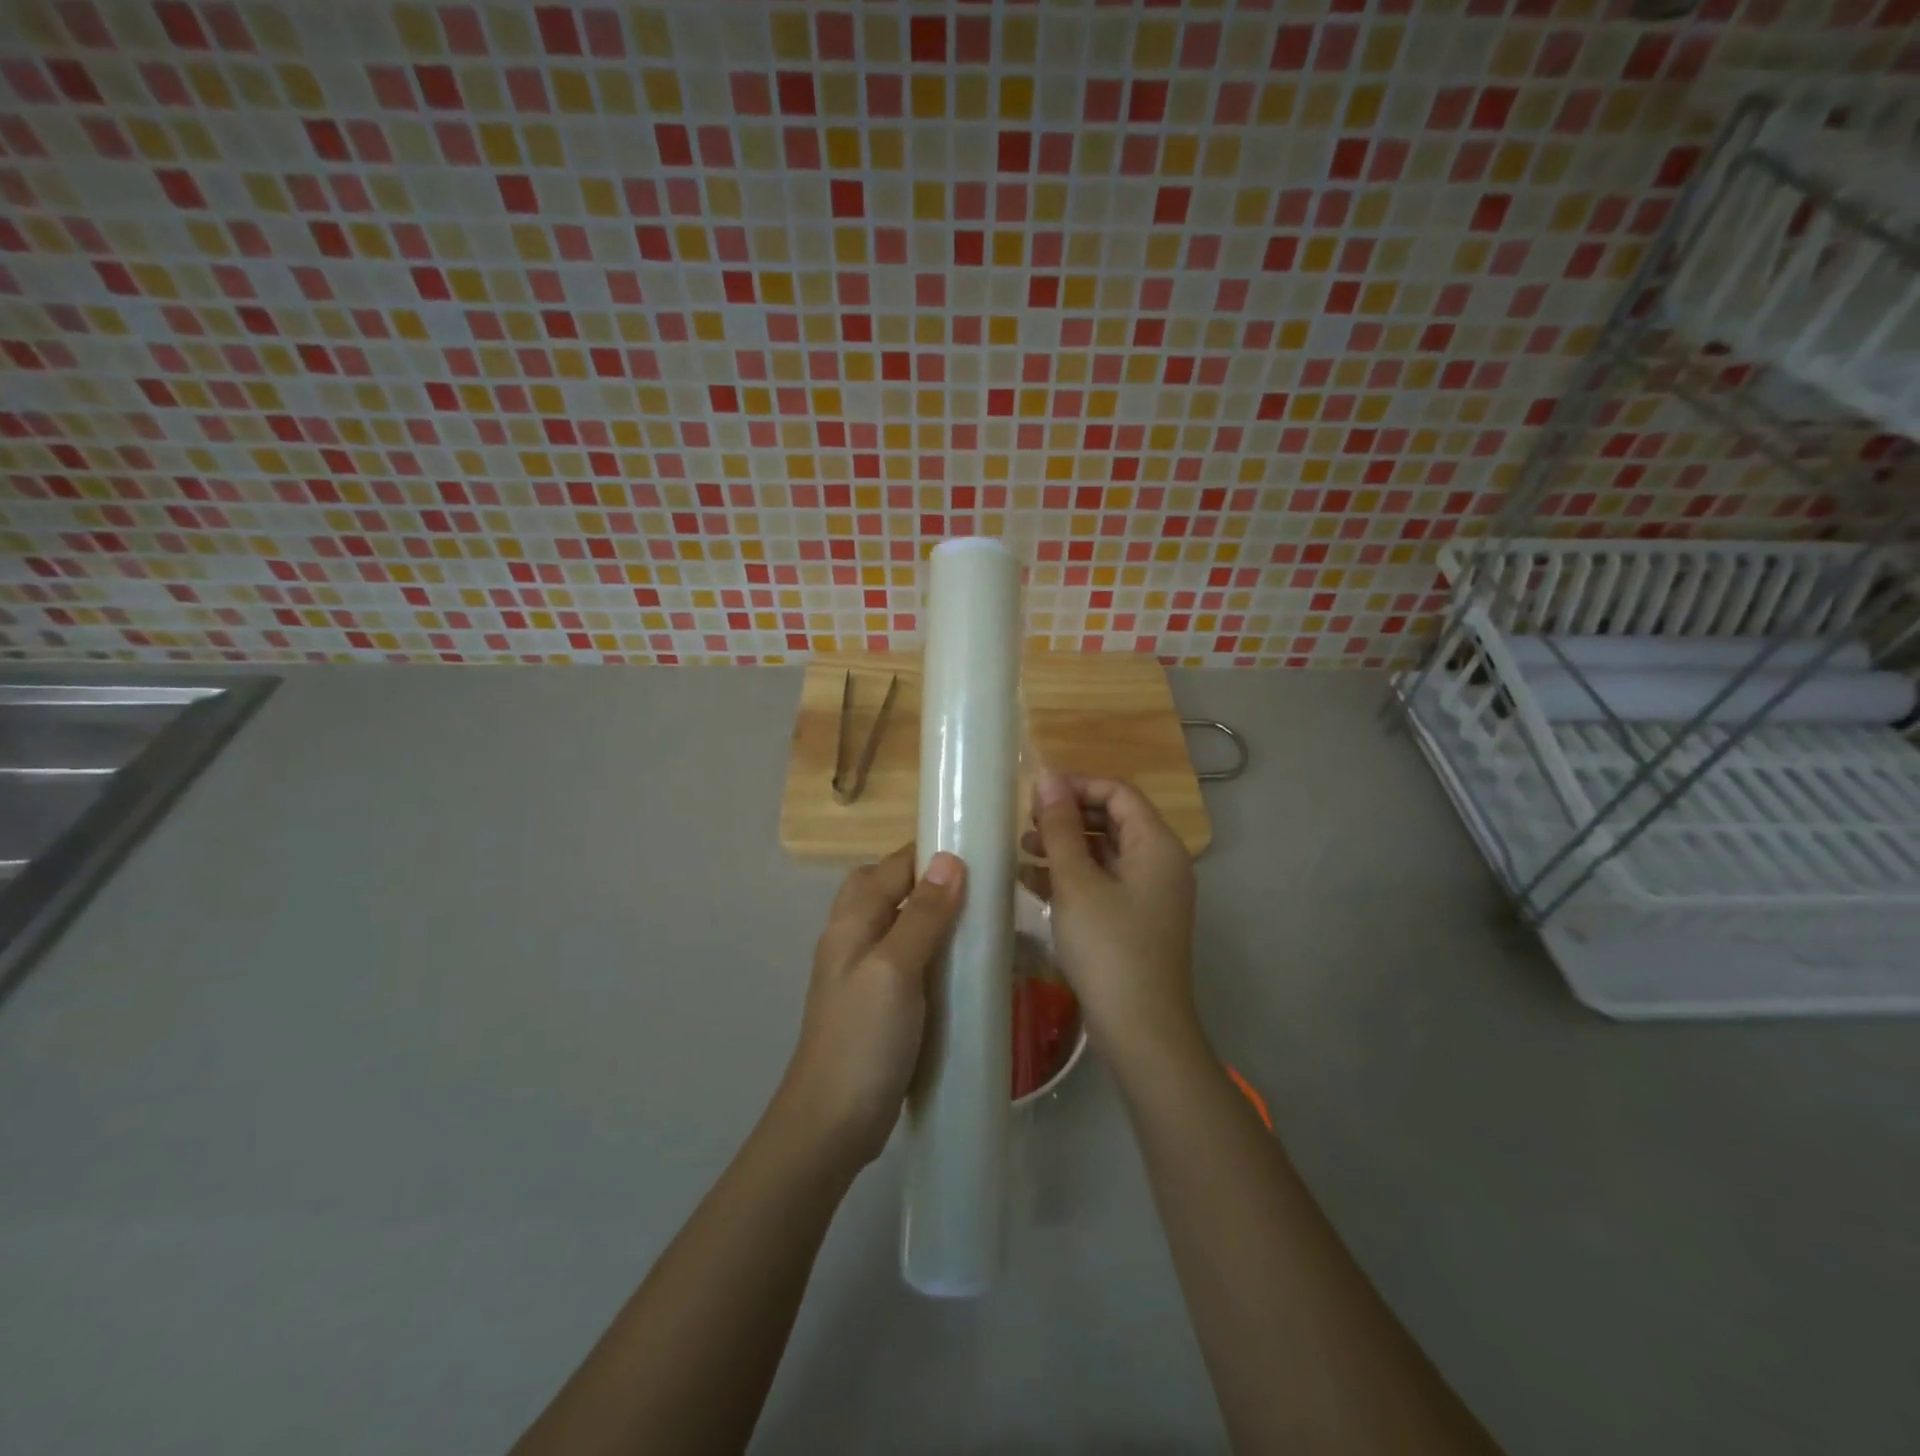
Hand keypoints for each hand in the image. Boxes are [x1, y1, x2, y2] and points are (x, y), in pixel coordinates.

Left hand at [777, 844, 965, 1168]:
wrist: (831, 1124)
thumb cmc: (863, 1039)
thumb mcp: (896, 969)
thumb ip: (922, 915)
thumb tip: (949, 860)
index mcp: (851, 923)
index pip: (890, 867)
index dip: (927, 853)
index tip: (976, 850)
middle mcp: (851, 940)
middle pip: (884, 889)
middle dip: (924, 879)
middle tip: (973, 887)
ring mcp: (860, 975)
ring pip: (894, 925)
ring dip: (928, 915)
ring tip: (974, 922)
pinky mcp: (875, 1005)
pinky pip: (903, 961)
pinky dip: (928, 952)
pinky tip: (957, 968)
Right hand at [1024, 774, 1199, 1069]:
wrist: (1141, 1030)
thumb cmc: (1109, 947)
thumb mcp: (1077, 882)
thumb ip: (1061, 827)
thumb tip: (1048, 778)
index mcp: (1156, 845)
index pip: (1118, 792)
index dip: (1077, 786)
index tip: (1035, 798)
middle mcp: (1160, 862)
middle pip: (1112, 820)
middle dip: (1067, 818)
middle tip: (1026, 826)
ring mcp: (1149, 893)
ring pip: (1104, 852)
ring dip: (1065, 847)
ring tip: (1022, 852)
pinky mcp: (1135, 919)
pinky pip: (1103, 882)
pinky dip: (1071, 877)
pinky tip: (1032, 883)